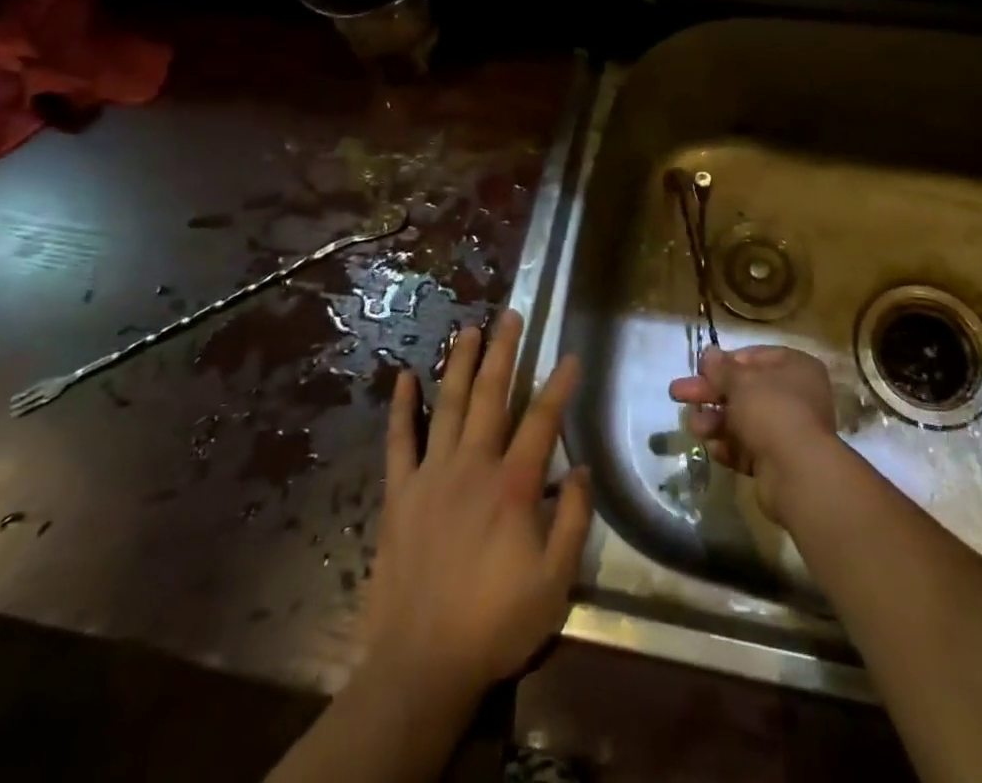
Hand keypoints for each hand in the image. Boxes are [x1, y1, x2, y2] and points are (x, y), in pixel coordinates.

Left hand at [363, 310, 591, 706]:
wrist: (419, 665)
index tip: (571, 356)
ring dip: (460, 363)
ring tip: (469, 328)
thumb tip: (582, 469)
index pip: (542, 420)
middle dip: (504, 351)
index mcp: (513, 485)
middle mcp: (472, 465)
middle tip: (512, 315)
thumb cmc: (494, 623)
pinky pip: (399, 441)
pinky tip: (404, 376)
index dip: (559, 385)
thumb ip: (573, 520)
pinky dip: (401, 407)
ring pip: (447, 405)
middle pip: (491, 395)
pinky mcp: (399, 493)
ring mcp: (431, 475)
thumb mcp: (555, 583)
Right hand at [668, 345, 839, 522]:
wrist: (797, 474)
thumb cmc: (771, 411)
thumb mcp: (740, 381)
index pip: (754, 357)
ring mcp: (788, 430)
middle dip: (710, 393)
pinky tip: (714, 449)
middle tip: (677, 393)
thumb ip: (721, 368)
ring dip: (715, 422)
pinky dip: (730, 447)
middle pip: (744, 390)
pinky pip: (749, 448)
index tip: (700, 369)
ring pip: (743, 420)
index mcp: (795, 367)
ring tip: (694, 427)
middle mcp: (796, 396)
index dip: (725, 362)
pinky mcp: (779, 461)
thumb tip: (709, 354)